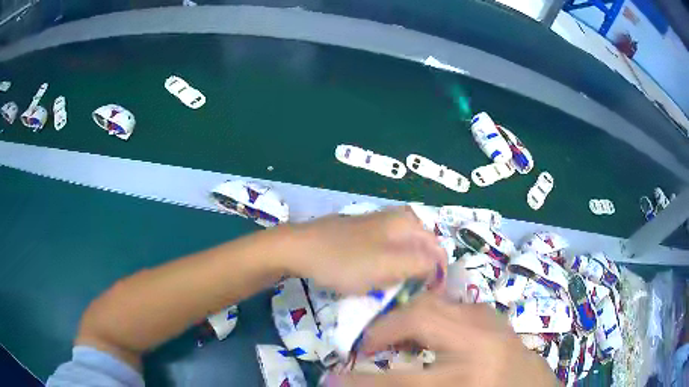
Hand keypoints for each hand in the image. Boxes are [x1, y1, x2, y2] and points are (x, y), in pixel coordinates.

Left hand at [287, 206, 445, 294]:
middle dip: (420, 272)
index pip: (438, 251)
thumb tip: (438, 266)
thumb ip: (422, 264)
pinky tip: (375, 276)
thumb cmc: (345, 260)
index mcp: (407, 222)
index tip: (427, 297)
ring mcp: (377, 225)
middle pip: (422, 250)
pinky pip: (386, 252)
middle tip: (409, 293)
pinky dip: (387, 267)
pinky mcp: (362, 234)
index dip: (437, 276)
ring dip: (403, 271)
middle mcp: (397, 218)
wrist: (299, 248)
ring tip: (393, 287)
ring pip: (404, 252)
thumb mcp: (389, 265)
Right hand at [326, 294, 555, 386]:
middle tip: (366, 347)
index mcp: (466, 378)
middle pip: (419, 319)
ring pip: (437, 303)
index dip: (358, 381)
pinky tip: (428, 334)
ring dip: (406, 318)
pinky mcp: (496, 319)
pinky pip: (455, 306)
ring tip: (393, 338)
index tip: (331, 379)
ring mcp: (492, 325)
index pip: (398, 380)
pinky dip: (432, 315)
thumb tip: (367, 382)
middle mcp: (480, 345)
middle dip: (382, 331)